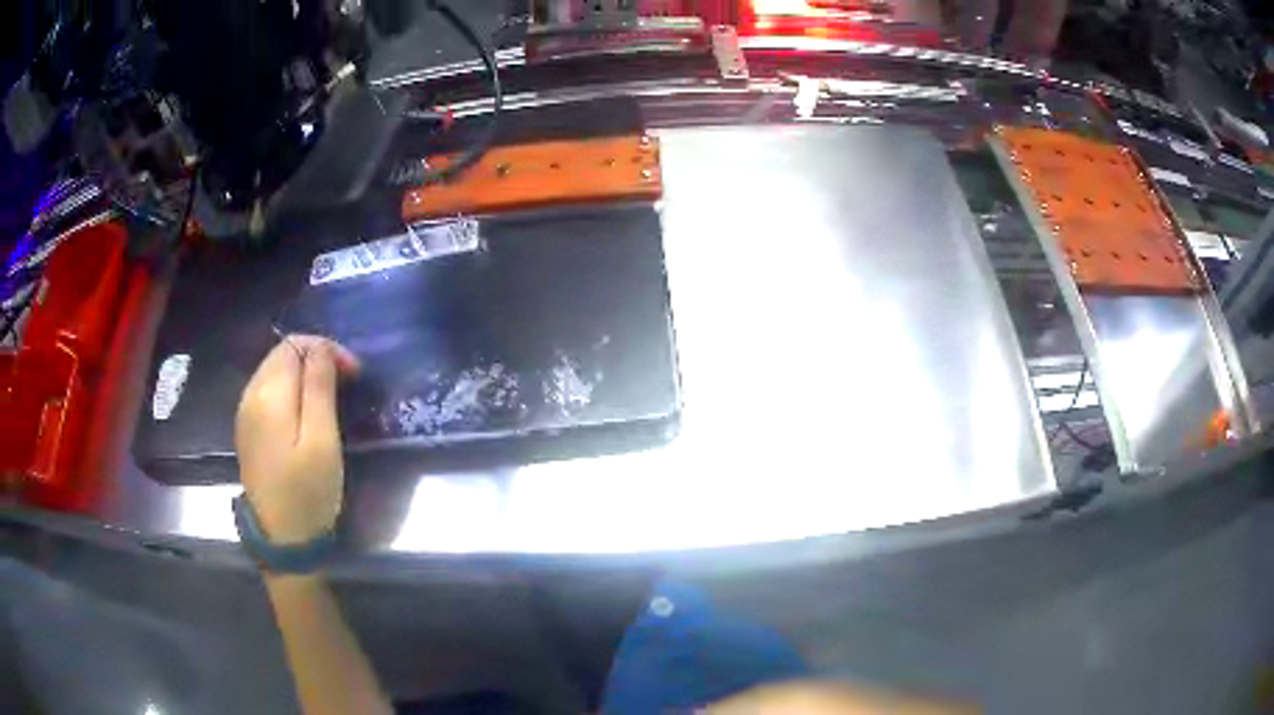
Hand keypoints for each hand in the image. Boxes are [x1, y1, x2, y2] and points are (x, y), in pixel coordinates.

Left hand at [235, 335, 360, 544]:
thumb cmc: (307, 493)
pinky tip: (306, 412)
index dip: (327, 349)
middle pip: (281, 354)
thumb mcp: (322, 441)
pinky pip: (268, 392)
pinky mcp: (247, 431)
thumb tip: (322, 348)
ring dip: (303, 373)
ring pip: (274, 372)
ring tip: (331, 396)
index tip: (354, 374)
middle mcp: (250, 395)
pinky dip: (290, 390)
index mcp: (268, 394)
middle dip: (316, 358)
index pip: (295, 345)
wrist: (282, 542)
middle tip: (347, 383)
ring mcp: (245, 414)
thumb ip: (319, 387)